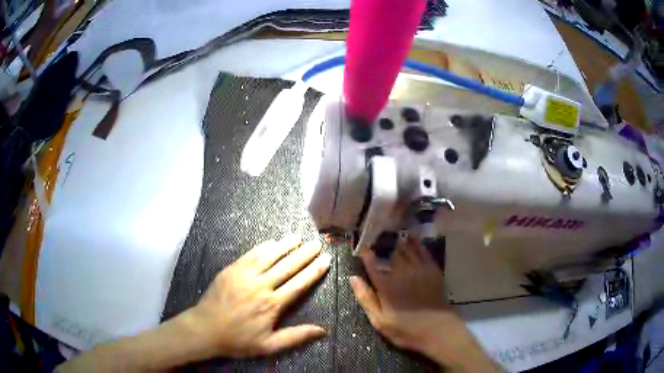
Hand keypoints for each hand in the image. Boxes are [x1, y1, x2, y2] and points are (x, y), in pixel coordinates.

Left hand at [179, 234, 331, 358]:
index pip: (298, 284)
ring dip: (284, 246)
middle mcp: (261, 286)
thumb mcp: (269, 345)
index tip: (325, 260)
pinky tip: (271, 242)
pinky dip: (262, 248)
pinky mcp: (231, 270)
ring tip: (297, 237)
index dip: (313, 271)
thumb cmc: (238, 339)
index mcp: (272, 305)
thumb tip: (323, 330)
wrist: (205, 329)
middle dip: (304, 254)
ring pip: (269, 257)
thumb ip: (296, 336)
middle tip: (317, 243)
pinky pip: (250, 256)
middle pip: (287, 267)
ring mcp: (245, 276)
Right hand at [350, 238, 497, 371]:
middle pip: (391, 254)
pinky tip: (413, 238)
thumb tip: (353, 278)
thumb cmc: (406, 328)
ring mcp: (418, 270)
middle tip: (379, 237)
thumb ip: (366, 299)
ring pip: (407, 250)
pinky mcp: (432, 270)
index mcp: (386, 286)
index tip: (362, 247)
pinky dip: (417, 243)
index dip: (366, 255)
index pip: (373, 265)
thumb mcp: (380, 321)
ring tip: (394, 234)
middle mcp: (401, 273)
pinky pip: (423, 251)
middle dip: (385, 245)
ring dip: (399, 242)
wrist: (437, 329)